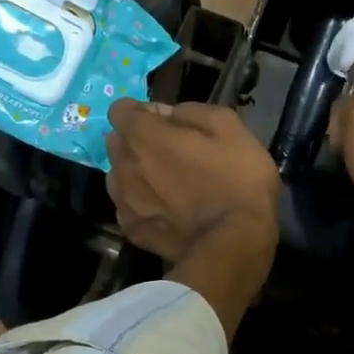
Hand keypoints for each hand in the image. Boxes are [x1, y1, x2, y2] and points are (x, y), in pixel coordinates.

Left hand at [106, 100, 280, 264]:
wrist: (234, 245)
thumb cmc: (237, 181)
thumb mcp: (230, 128)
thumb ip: (193, 111)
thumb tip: (171, 114)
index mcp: (144, 136)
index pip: (120, 109)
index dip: (145, 112)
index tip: (169, 124)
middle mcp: (124, 166)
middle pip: (116, 142)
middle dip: (138, 141)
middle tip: (172, 154)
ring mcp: (124, 201)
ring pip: (119, 175)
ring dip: (137, 173)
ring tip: (169, 186)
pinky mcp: (131, 231)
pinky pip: (129, 206)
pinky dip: (143, 204)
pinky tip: (169, 212)